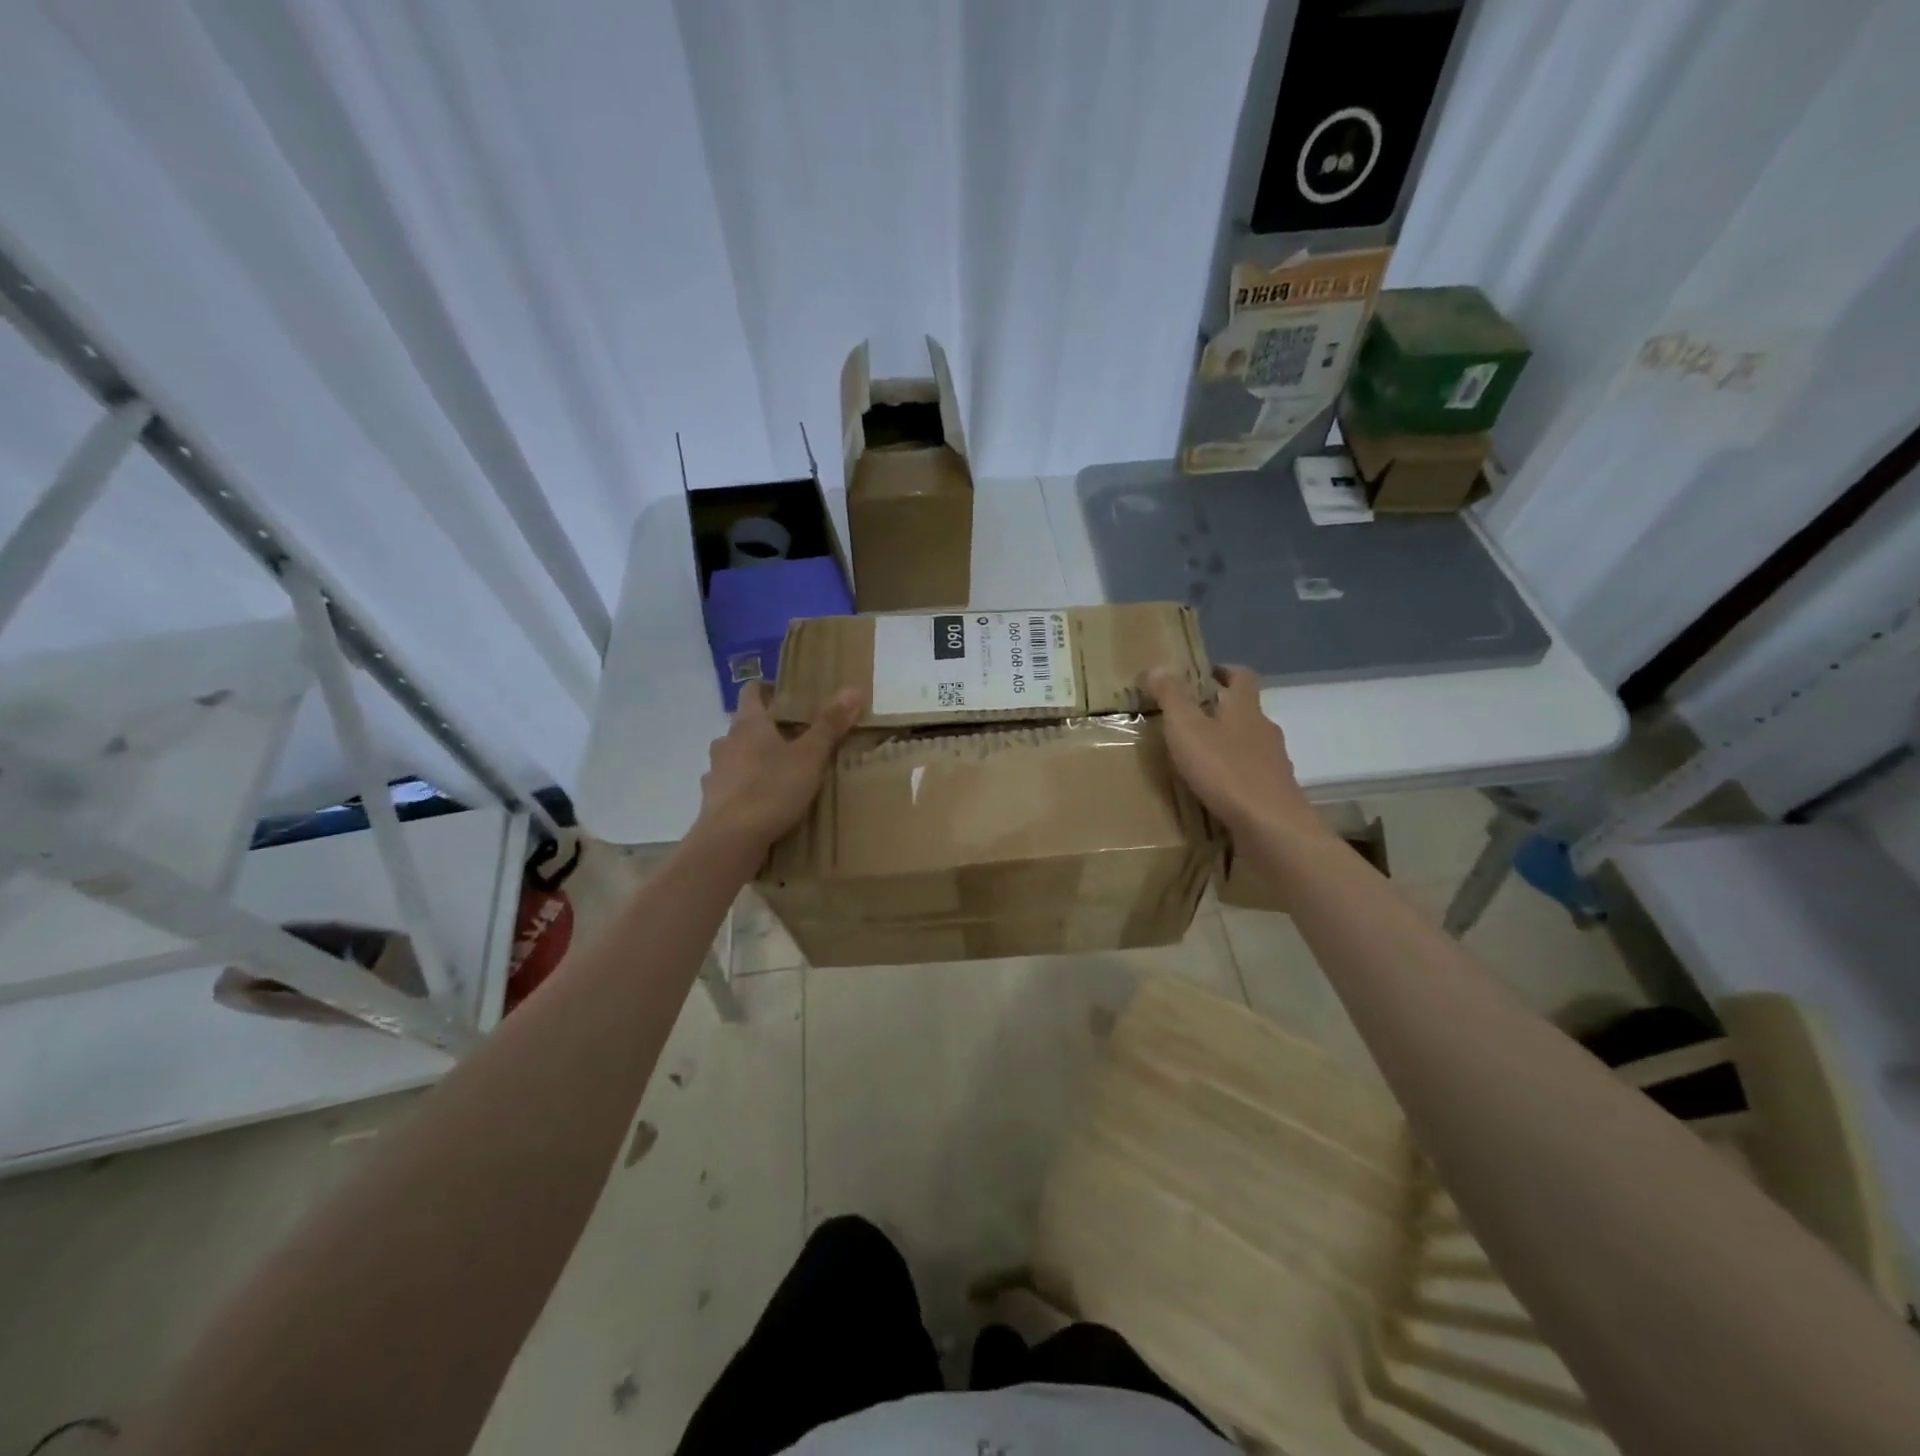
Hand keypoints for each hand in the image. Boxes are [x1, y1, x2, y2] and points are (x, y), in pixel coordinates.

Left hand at [692, 683, 864, 853]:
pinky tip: (760, 801)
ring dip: (752, 758)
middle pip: (744, 725)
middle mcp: (726, 742)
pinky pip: (729, 785)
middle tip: (794, 738)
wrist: (731, 840)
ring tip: (778, 772)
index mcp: (749, 724)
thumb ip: (830, 724)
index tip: (788, 696)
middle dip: (766, 728)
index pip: (752, 691)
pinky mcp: (711, 800)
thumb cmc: (772, 789)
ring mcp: (715, 772)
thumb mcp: (810, 757)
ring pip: (735, 756)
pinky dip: (744, 787)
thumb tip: (853, 689)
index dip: (769, 689)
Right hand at [1140, 665, 1328, 843]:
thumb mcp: (1187, 728)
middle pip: (1245, 711)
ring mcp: (1273, 764)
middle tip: (1188, 718)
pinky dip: (1232, 776)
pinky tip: (1214, 790)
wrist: (1270, 827)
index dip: (1224, 671)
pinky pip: (1250, 776)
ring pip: (1248, 745)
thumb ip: (1171, 697)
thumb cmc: (1226, 770)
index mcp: (1245, 709)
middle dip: (1220, 710)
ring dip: (1226, 745)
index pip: (1242, 677)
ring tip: (1196, 757)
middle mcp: (1264, 731)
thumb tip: (1156, 667)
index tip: (1203, 674)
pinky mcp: (1273, 794)